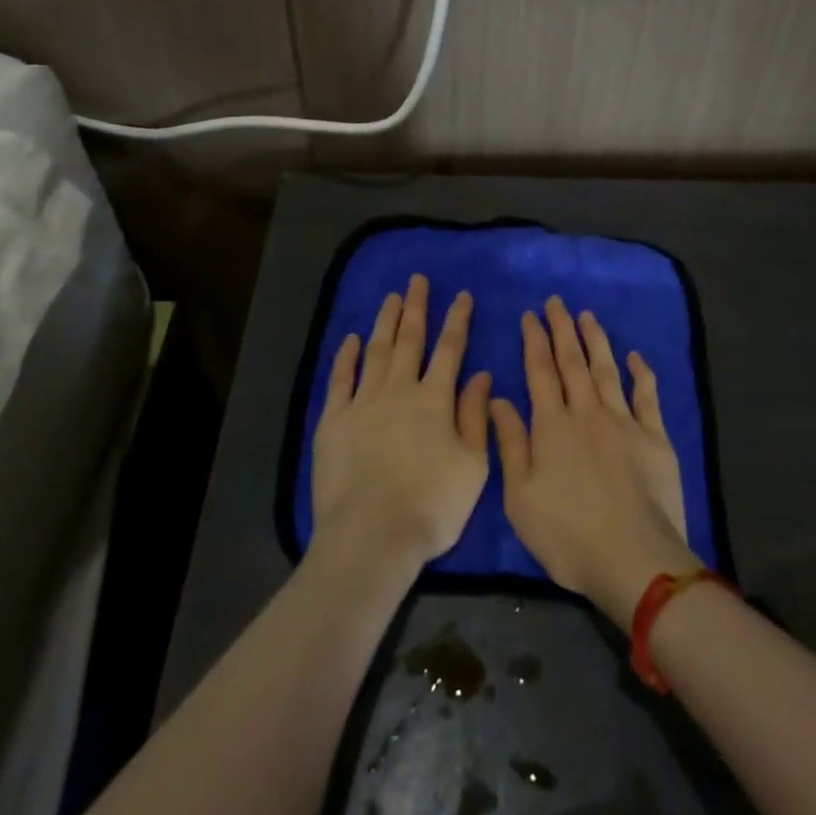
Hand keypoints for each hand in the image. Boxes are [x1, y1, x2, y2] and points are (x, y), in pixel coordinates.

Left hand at [312, 275, 492, 575]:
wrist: (372, 534)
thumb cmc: (432, 505)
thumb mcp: (473, 465)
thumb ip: (475, 416)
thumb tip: (481, 375)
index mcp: (435, 400)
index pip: (450, 349)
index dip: (457, 320)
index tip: (461, 295)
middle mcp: (399, 390)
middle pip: (410, 340)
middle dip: (416, 308)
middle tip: (417, 280)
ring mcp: (363, 402)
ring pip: (377, 351)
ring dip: (385, 322)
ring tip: (391, 297)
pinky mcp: (334, 420)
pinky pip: (341, 379)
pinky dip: (346, 356)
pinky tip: (351, 339)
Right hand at [491, 297, 701, 631]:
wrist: (634, 559)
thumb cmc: (568, 534)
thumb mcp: (520, 497)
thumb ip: (510, 444)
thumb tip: (498, 398)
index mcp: (552, 426)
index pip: (540, 371)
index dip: (534, 340)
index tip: (530, 315)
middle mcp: (587, 413)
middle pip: (573, 362)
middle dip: (562, 329)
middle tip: (557, 302)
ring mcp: (624, 422)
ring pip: (607, 370)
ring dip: (596, 341)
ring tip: (587, 316)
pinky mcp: (655, 438)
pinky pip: (647, 396)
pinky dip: (641, 373)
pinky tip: (635, 356)